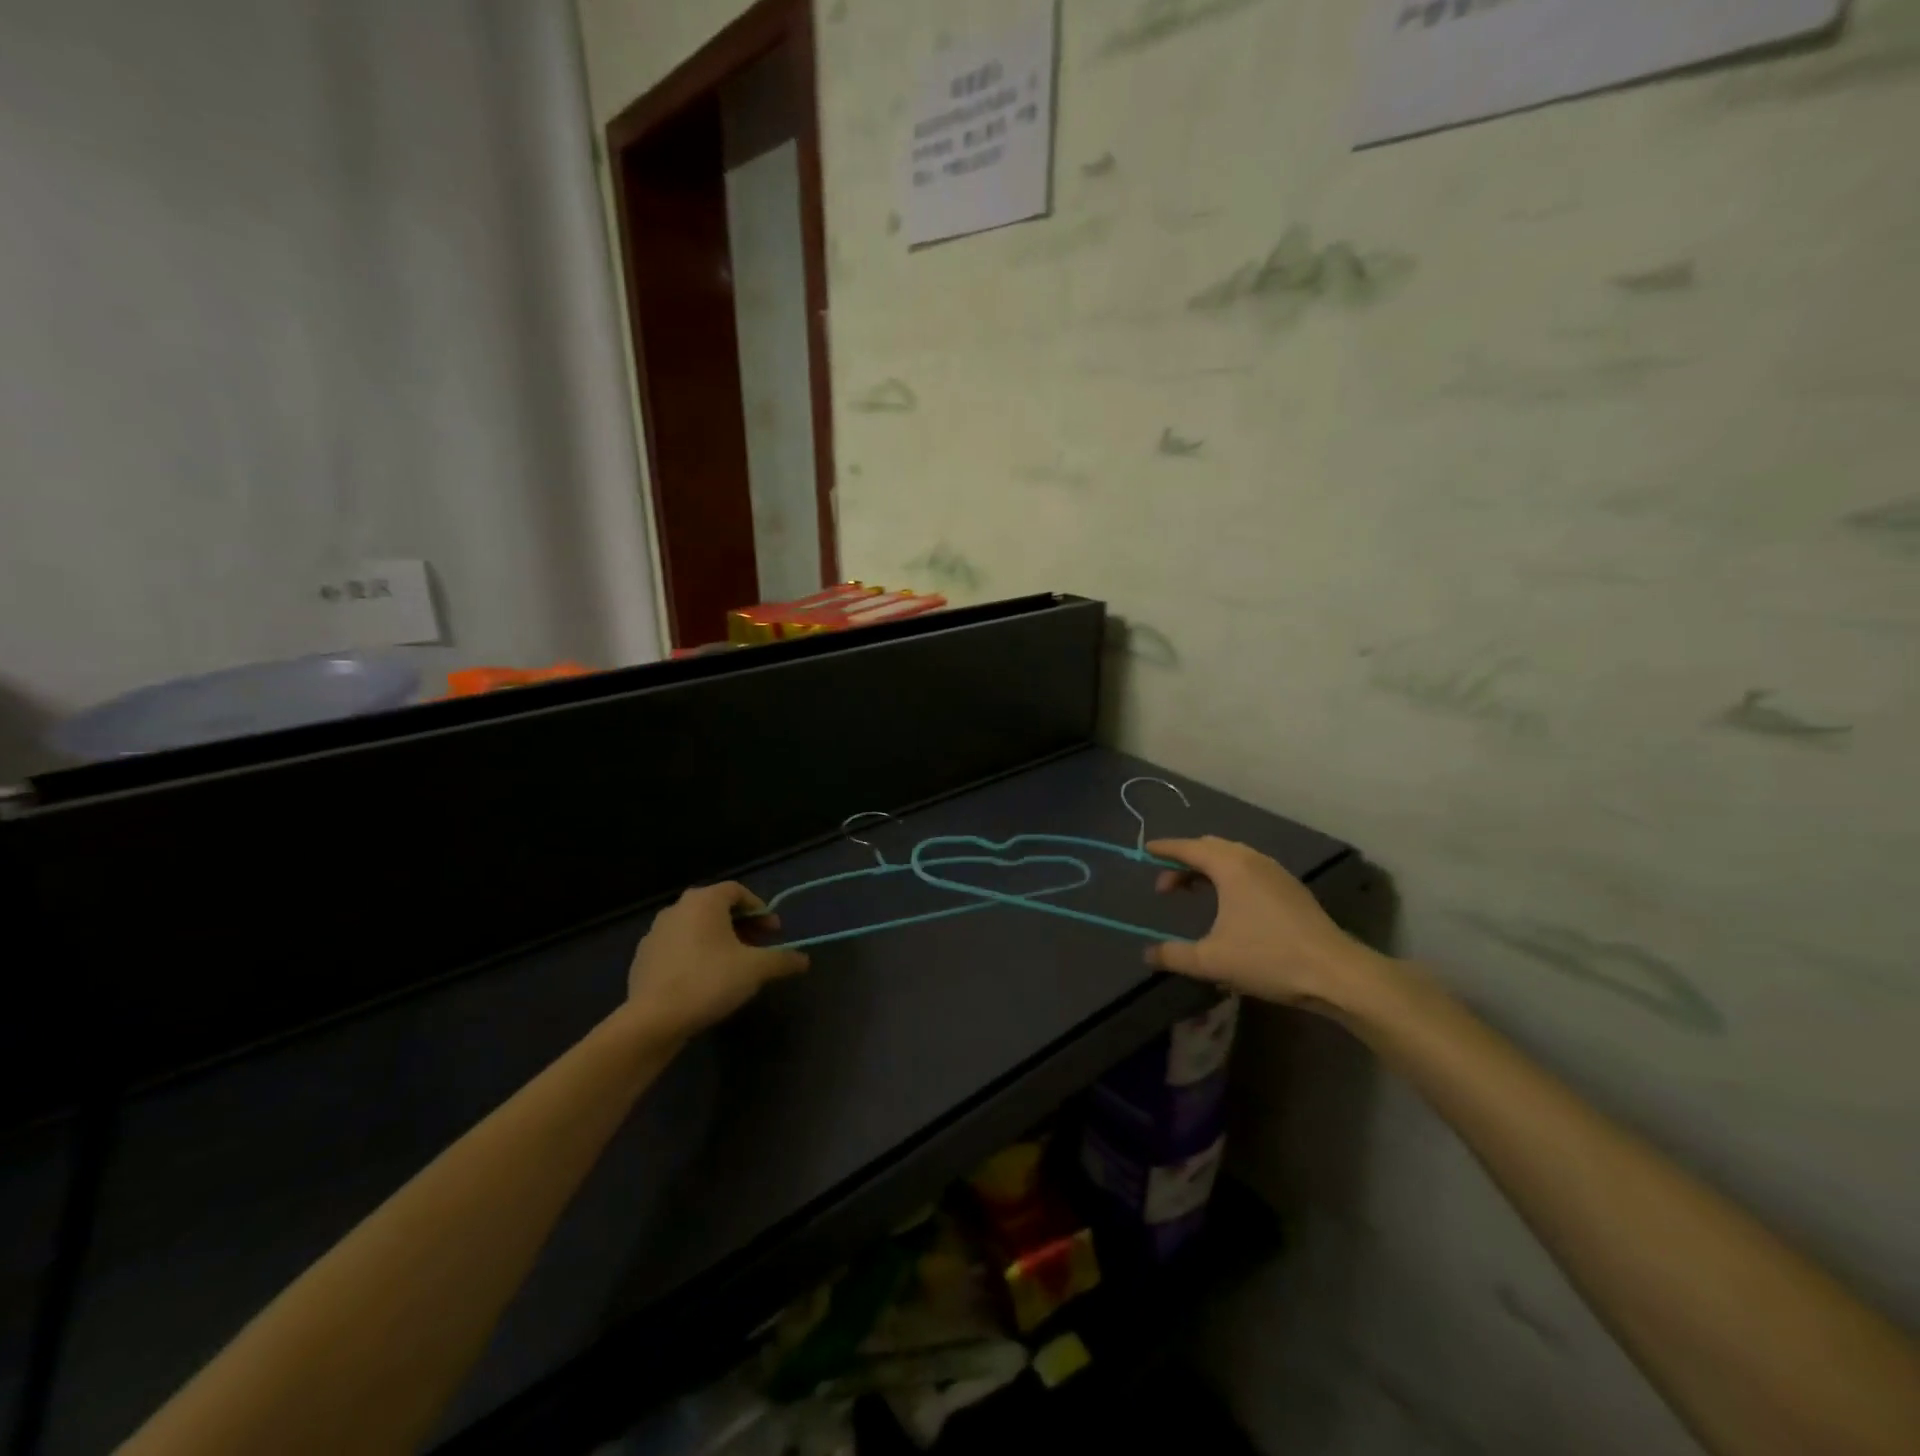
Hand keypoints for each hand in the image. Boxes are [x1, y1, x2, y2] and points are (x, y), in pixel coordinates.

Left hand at [622, 883, 808, 1039]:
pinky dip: (696, 954)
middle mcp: (677, 908)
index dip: (759, 909)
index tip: (774, 932)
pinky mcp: (643, 958)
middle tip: (758, 946)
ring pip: (695, 927)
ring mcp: (655, 933)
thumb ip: (782, 960)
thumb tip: (804, 960)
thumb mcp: (756, 969)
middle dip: (741, 924)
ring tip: (734, 964)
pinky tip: (705, 979)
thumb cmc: (709, 981)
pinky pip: (678, 947)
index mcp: (704, 901)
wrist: (653, 1020)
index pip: (737, 891)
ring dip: (718, 939)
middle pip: (716, 908)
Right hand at [1144, 837, 1386, 1014]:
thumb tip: (1148, 955)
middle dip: (1185, 860)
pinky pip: (1250, 868)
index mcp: (1230, 867)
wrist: (1335, 972)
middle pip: (1210, 848)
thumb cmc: (1268, 958)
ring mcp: (1276, 872)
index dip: (1165, 849)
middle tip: (1167, 885)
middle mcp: (1252, 860)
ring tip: (1194, 891)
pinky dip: (1229, 875)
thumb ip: (1174, 955)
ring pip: (1233, 857)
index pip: (1189, 848)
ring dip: (1209, 868)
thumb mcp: (1212, 960)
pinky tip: (1229, 903)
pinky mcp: (1291, 889)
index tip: (1146, 851)